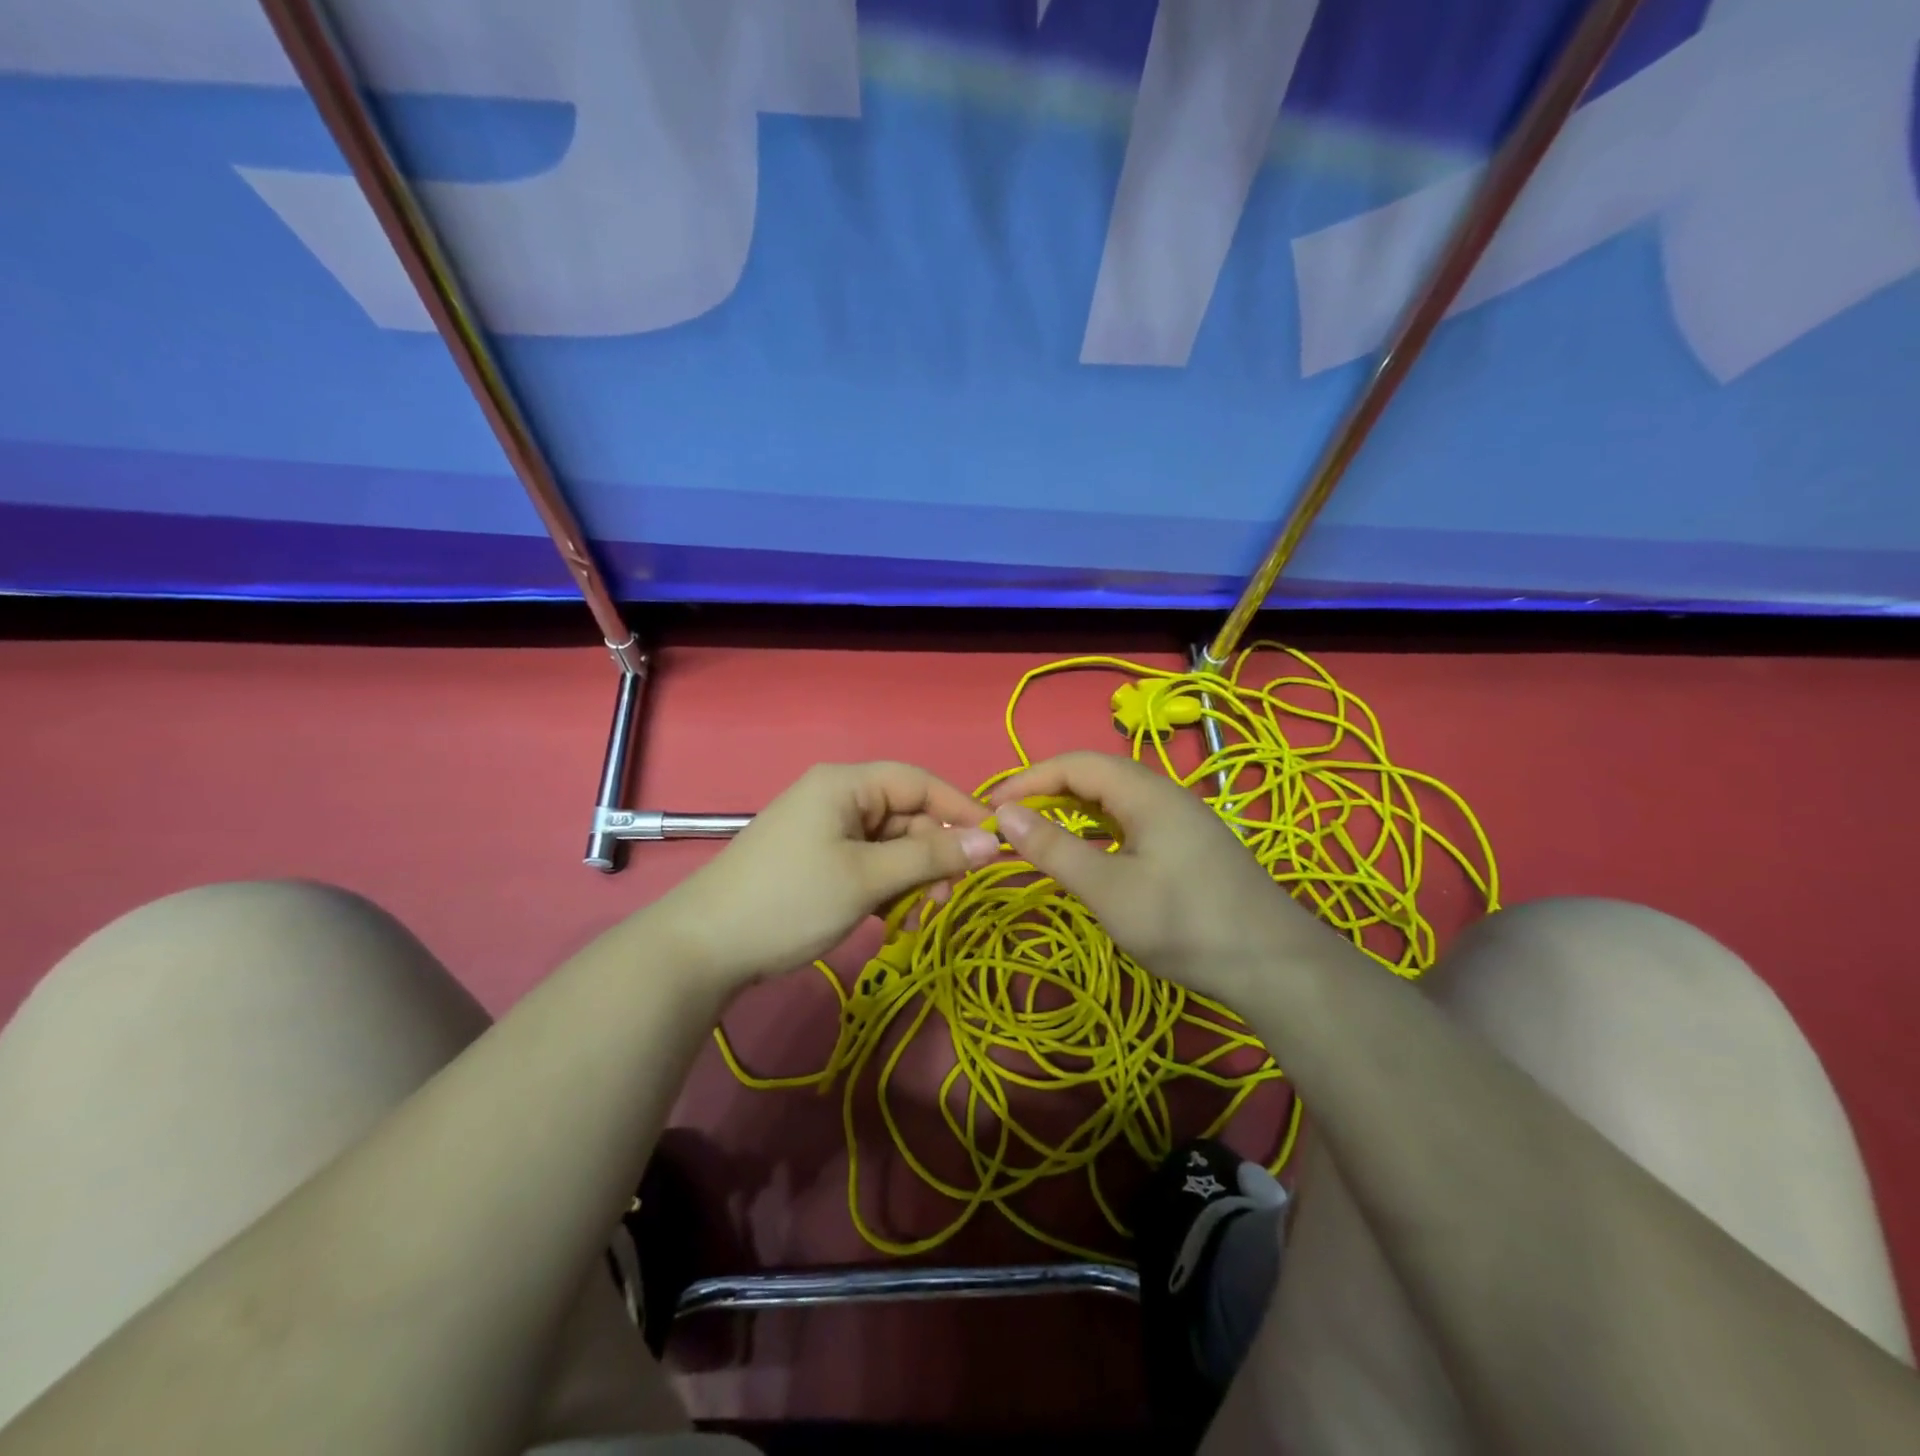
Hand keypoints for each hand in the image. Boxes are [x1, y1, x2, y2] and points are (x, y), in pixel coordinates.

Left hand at [658, 762, 997, 987]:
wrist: (703, 948)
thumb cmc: (791, 900)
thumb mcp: (867, 879)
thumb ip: (930, 857)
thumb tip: (992, 841)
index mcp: (846, 784)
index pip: (919, 781)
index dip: (959, 808)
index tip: (994, 844)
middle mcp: (836, 797)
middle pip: (905, 815)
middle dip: (931, 854)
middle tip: (947, 896)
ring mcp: (823, 829)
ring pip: (888, 844)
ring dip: (910, 877)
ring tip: (915, 916)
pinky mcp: (815, 859)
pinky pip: (866, 863)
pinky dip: (885, 887)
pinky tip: (890, 919)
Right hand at [989, 752, 1348, 1003]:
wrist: (1274, 966)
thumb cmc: (1184, 923)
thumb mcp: (1108, 889)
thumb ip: (1054, 849)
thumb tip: (1005, 816)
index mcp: (1146, 793)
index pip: (1075, 764)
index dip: (1029, 779)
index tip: (992, 808)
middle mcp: (1165, 794)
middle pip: (1096, 774)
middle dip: (1048, 790)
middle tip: (1010, 819)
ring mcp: (1182, 820)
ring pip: (1116, 798)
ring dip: (1073, 808)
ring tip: (1039, 831)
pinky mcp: (1191, 845)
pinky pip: (1133, 820)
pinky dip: (1099, 827)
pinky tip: (1090, 852)